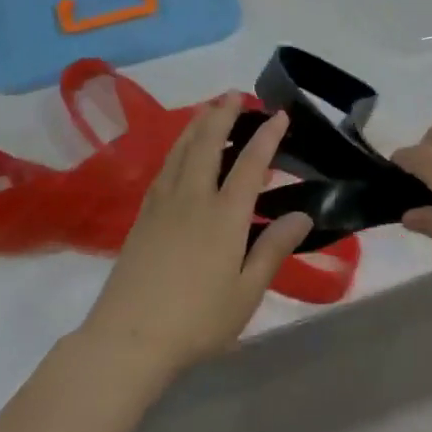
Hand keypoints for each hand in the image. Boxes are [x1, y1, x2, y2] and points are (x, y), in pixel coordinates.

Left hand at [78, 96, 310, 381]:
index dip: (267, 136)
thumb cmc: (197, 320)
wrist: (128, 338)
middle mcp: (193, 197)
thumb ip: (273, 249)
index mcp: (224, 215)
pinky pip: (165, 165)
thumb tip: (302, 215)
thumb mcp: (246, 292)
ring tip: (209, 108)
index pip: (250, 163)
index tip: (279, 114)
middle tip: (236, 94)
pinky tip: (181, 150)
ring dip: (198, 123)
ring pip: (182, 148)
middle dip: (224, 114)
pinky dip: (178, 146)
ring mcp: (164, 202)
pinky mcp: (143, 214)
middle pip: (208, 142)